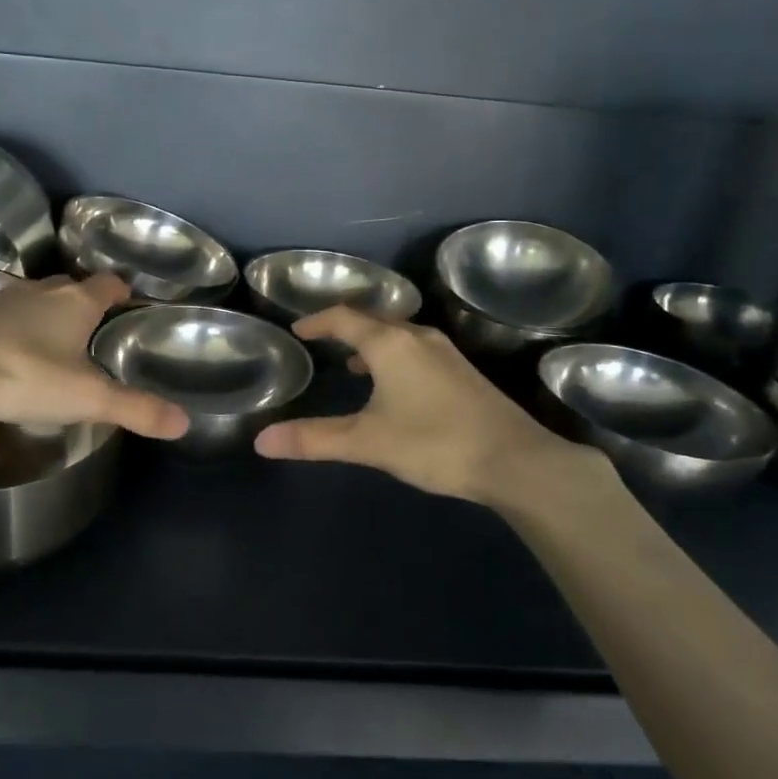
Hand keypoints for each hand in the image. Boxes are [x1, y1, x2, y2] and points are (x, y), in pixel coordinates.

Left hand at [0, 273, 187, 438]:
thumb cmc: (21, 374)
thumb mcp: (85, 398)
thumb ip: (135, 409)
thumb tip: (185, 422)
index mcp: (75, 302)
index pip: (110, 284)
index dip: (123, 293)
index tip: (131, 308)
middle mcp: (41, 291)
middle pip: (72, 289)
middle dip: (86, 306)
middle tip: (97, 335)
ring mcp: (1, 299)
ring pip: (36, 302)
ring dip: (48, 318)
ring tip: (56, 349)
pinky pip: (4, 317)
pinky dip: (15, 331)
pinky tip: (11, 358)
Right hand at [253, 308, 621, 511]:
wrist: (516, 460)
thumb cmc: (435, 443)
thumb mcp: (368, 442)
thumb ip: (314, 439)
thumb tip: (261, 441)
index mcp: (390, 344)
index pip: (344, 318)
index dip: (318, 321)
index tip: (298, 330)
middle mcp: (418, 337)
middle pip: (373, 320)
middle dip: (344, 328)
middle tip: (321, 341)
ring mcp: (445, 352)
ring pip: (398, 335)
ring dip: (372, 342)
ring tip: (352, 363)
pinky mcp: (462, 371)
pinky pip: (416, 350)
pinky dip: (394, 356)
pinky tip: (395, 386)